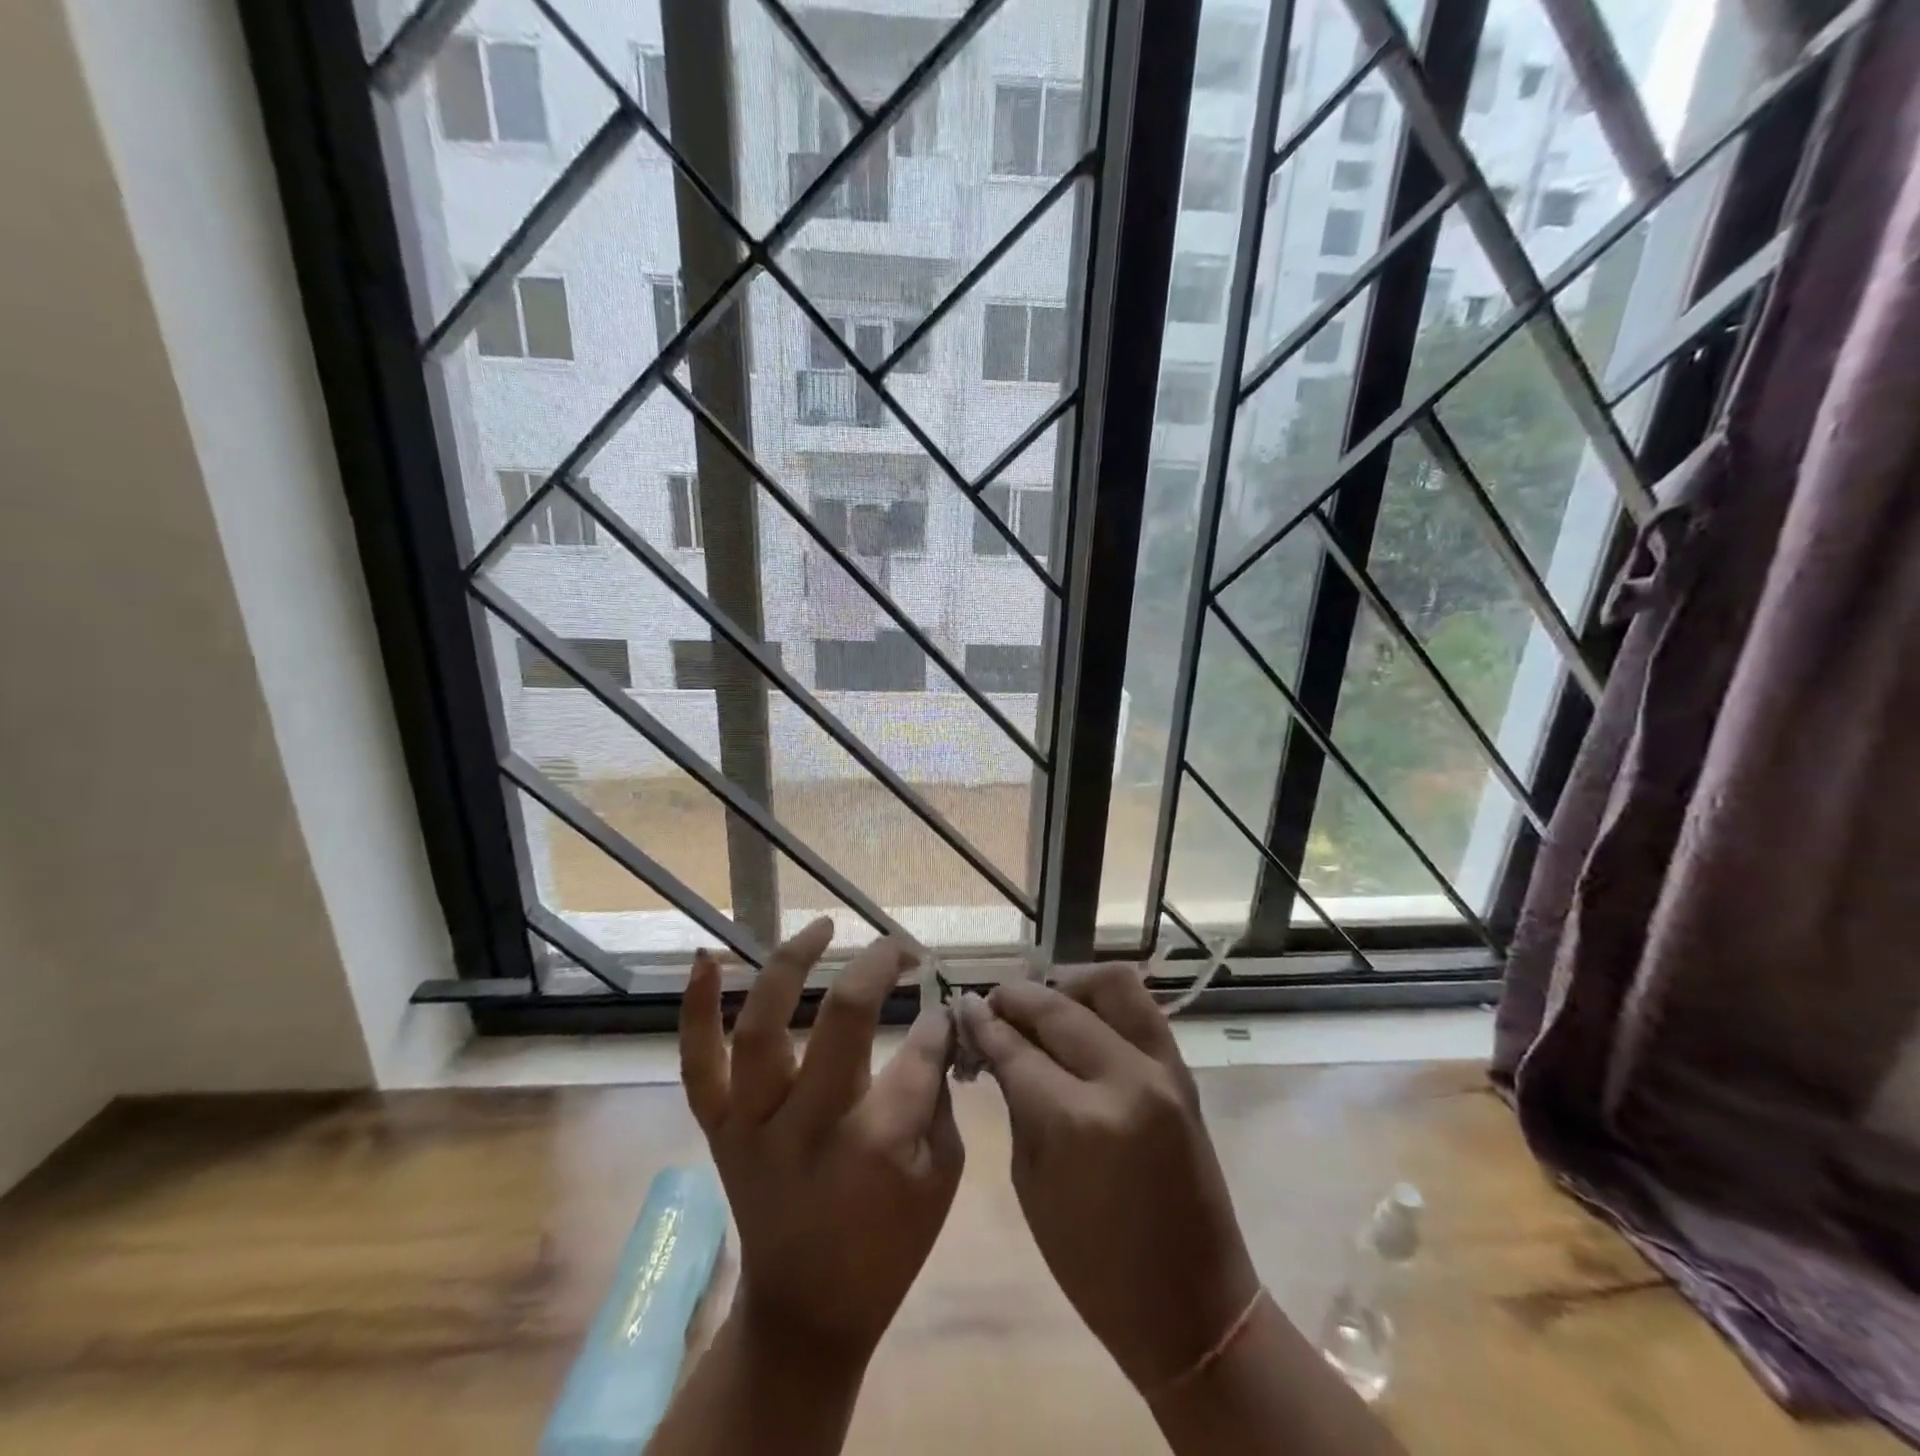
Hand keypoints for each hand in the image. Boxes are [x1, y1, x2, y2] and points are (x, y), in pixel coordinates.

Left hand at [680, 918, 963, 1367]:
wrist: (807, 1311)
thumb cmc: (888, 1245)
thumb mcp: (942, 1175)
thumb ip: (940, 1092)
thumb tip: (937, 1021)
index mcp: (874, 1145)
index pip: (917, 1051)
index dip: (936, 1020)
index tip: (942, 1003)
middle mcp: (808, 1125)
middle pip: (842, 1020)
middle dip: (877, 969)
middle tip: (899, 948)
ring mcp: (752, 1124)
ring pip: (761, 1030)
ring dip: (790, 965)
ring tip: (822, 926)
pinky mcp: (719, 1127)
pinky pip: (697, 1065)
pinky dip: (696, 1010)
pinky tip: (708, 958)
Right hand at [957, 967, 1259, 1391]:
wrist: (1193, 1306)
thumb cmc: (1094, 1266)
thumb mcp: (1032, 1183)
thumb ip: (1017, 1102)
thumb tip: (995, 1044)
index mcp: (1076, 1123)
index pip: (1016, 1049)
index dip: (983, 1023)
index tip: (962, 1005)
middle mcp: (1122, 1080)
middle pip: (1057, 1008)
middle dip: (1016, 999)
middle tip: (992, 1004)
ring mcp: (1162, 1071)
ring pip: (1111, 985)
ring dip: (1068, 984)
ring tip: (1043, 1004)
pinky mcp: (1183, 1073)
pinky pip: (1141, 1008)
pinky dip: (1104, 1001)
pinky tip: (1079, 1017)